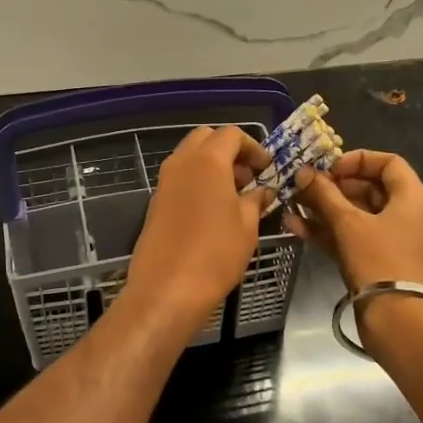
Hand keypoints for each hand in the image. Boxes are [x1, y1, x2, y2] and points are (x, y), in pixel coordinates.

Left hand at [125, 126, 272, 329]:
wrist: (166, 288)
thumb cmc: (215, 253)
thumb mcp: (247, 226)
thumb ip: (256, 200)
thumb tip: (262, 191)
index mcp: (208, 161)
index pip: (231, 134)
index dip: (253, 147)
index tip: (266, 168)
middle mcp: (182, 163)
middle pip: (205, 139)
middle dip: (229, 150)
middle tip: (248, 176)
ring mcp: (164, 182)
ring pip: (189, 157)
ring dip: (212, 165)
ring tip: (234, 195)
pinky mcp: (156, 202)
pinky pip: (180, 178)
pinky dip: (198, 181)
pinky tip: (213, 210)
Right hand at [288, 149, 422, 289]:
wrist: (398, 320)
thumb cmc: (379, 261)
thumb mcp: (348, 223)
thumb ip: (324, 195)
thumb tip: (303, 172)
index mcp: (411, 198)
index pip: (388, 163)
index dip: (357, 160)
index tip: (329, 168)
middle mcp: (406, 215)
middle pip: (369, 188)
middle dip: (333, 186)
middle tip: (304, 186)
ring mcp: (392, 240)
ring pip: (357, 215)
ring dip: (325, 208)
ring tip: (293, 204)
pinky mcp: (378, 262)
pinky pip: (352, 237)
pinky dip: (328, 231)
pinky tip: (295, 227)